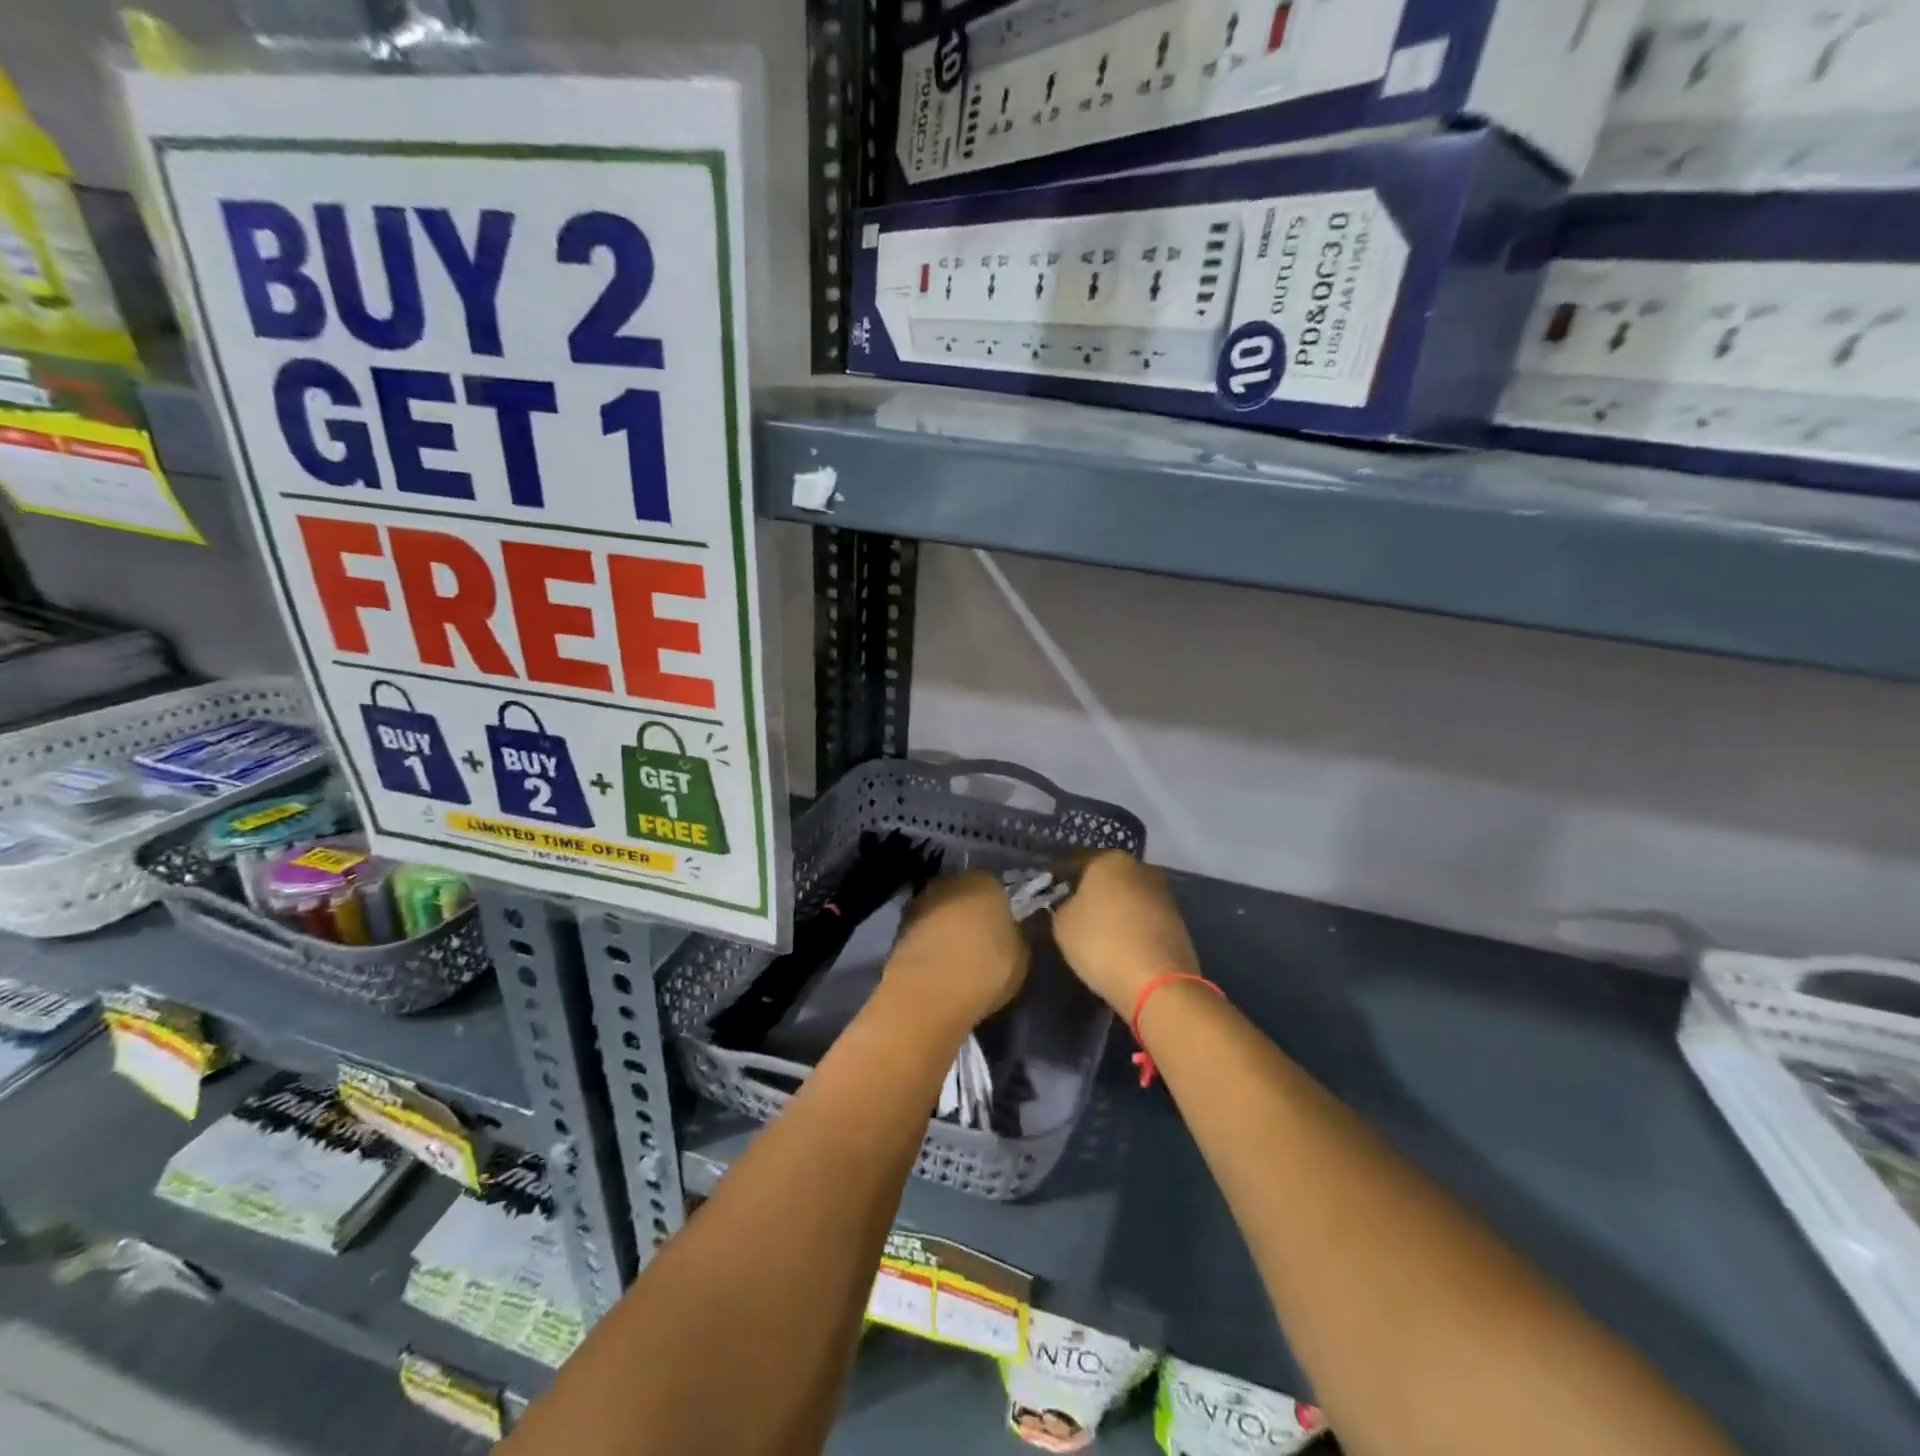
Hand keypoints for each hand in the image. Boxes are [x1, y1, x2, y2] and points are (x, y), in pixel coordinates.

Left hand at [881, 871, 1028, 1035]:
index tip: (1005, 927)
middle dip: (971, 913)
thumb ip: (1021, 933)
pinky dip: (930, 942)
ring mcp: (920, 902)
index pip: (997, 885)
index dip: (1001, 906)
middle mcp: (949, 881)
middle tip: (981, 941)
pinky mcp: (898, 927)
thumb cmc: (986, 968)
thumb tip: (1018, 925)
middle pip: (965, 893)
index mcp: (985, 880)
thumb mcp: (1022, 955)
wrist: (928, 993)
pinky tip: (938, 965)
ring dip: (947, 927)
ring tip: (957, 956)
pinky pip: (923, 931)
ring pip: (941, 911)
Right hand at [1052, 851, 1198, 1013]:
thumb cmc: (1101, 942)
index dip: (1056, 877)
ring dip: (1111, 908)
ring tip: (1093, 931)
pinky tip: (1117, 943)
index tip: (1045, 892)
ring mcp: (1163, 894)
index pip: (1074, 861)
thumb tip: (1068, 903)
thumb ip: (1060, 905)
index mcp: (1110, 859)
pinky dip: (1129, 925)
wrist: (1158, 983)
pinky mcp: (1177, 921)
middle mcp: (1140, 868)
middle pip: (1105, 876)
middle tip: (1068, 910)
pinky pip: (1142, 917)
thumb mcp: (1061, 923)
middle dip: (1088, 890)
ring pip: (1126, 896)